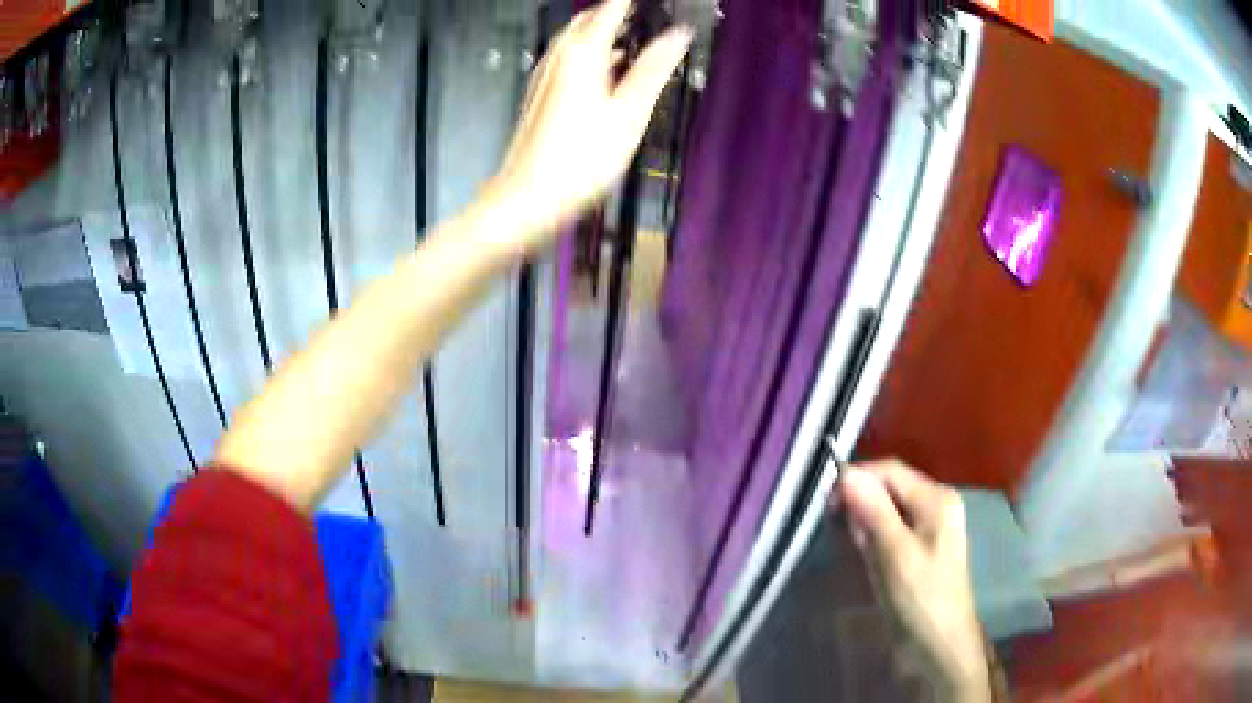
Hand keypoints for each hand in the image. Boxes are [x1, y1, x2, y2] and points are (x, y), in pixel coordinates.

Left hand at [488, 0, 691, 248]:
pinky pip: (567, 60)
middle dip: (614, 13)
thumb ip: (653, 69)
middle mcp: (558, 58)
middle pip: (587, 20)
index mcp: (582, 54)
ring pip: (575, 40)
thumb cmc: (580, 159)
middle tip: (642, 15)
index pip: (610, 9)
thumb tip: (678, 36)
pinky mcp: (539, 96)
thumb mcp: (629, 113)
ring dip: (601, 33)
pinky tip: (606, 71)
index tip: (652, 2)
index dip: (630, 2)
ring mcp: (544, 76)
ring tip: (632, 36)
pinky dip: (590, 55)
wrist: (527, 198)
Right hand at [840, 460, 990, 702]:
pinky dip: (874, 540)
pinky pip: (891, 530)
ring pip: (886, 510)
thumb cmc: (920, 598)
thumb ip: (873, 511)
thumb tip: (845, 473)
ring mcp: (930, 526)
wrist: (940, 644)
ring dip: (866, 526)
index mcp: (936, 498)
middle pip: (888, 488)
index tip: (826, 505)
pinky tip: (869, 561)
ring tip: (860, 554)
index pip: (889, 471)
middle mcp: (935, 504)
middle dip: (861, 506)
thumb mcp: (894, 554)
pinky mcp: (921, 547)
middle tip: (845, 537)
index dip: (856, 480)